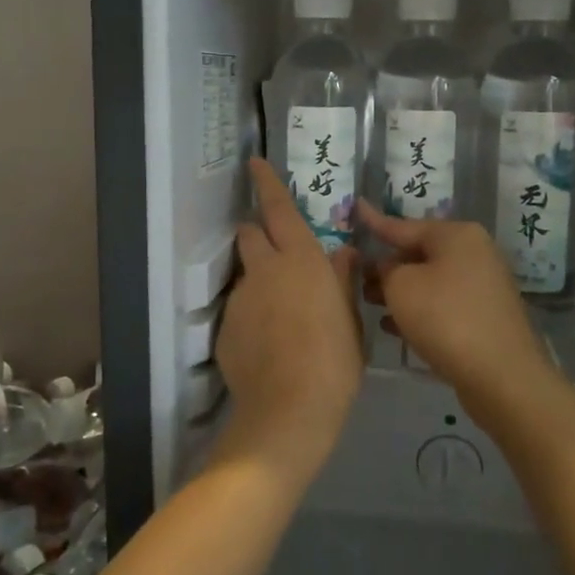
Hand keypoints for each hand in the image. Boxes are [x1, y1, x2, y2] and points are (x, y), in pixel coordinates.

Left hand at [212, 159, 364, 488]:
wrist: (290, 411)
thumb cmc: (334, 361)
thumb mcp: (350, 319)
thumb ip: (342, 280)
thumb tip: (343, 253)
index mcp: (301, 260)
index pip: (279, 209)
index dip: (267, 183)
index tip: (255, 163)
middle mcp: (265, 270)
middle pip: (251, 233)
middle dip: (260, 234)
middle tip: (281, 257)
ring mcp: (241, 299)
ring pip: (246, 274)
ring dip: (260, 281)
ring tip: (281, 318)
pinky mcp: (224, 328)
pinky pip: (239, 310)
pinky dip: (251, 316)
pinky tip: (268, 346)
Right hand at [359, 202, 554, 421]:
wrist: (501, 376)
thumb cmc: (446, 318)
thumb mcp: (401, 287)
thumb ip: (385, 270)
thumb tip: (388, 268)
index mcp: (456, 235)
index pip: (403, 225)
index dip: (374, 221)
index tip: (356, 207)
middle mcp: (474, 253)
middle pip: (419, 253)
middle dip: (386, 264)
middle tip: (355, 274)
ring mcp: (483, 286)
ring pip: (430, 280)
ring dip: (399, 290)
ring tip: (367, 301)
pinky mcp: (484, 317)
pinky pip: (443, 304)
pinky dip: (418, 310)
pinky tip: (392, 325)